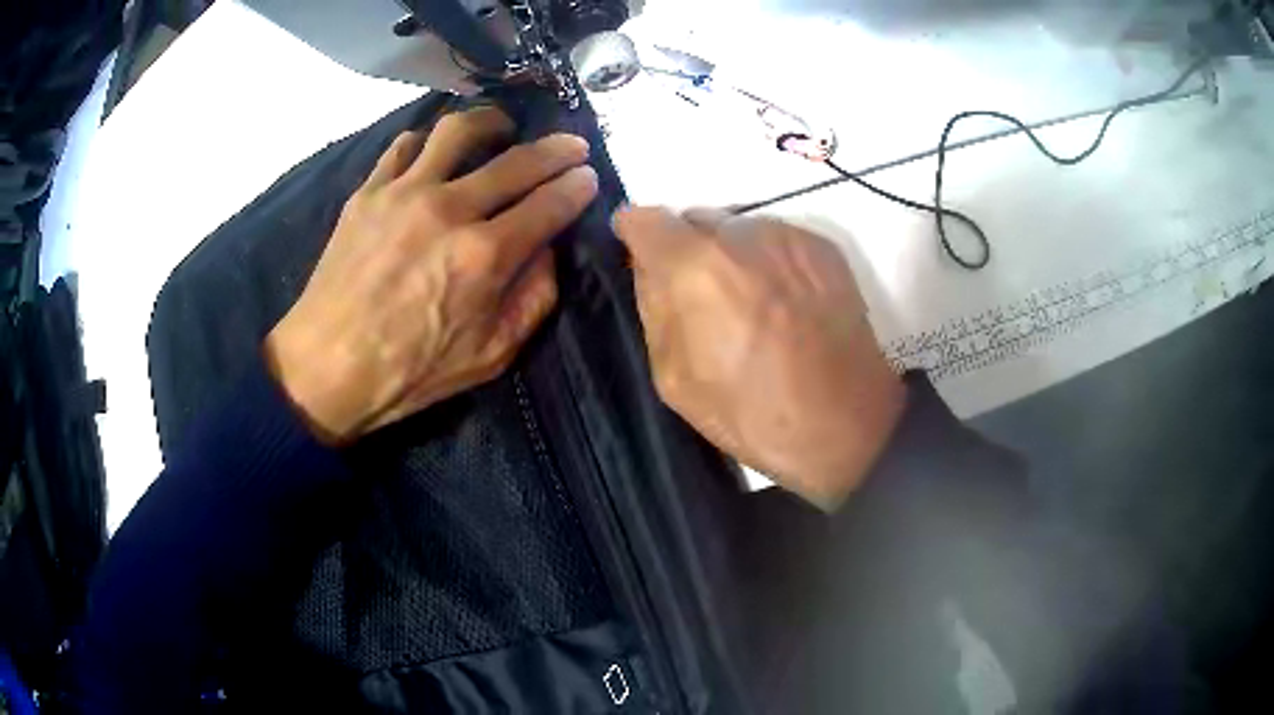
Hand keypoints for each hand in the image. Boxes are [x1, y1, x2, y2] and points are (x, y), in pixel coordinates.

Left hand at [265, 107, 597, 443]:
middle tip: (571, 144)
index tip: (589, 176)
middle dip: (556, 149)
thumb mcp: (491, 356)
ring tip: (502, 128)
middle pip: (517, 160)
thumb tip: (548, 249)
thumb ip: (533, 299)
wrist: (327, 366)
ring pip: (458, 131)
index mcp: (485, 256)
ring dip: (491, 123)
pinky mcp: (368, 192)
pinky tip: (435, 153)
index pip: (549, 204)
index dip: (577, 187)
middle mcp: (449, 210)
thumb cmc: (410, 373)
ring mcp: (403, 193)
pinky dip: (428, 142)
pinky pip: (404, 145)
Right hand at [614, 208, 904, 510]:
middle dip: (686, 249)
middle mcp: (739, 234)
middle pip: (693, 219)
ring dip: (730, 254)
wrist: (845, 422)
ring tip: (750, 304)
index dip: (634, 234)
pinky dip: (767, 261)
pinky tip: (784, 304)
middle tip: (701, 297)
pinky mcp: (822, 246)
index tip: (638, 254)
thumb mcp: (675, 377)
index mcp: (694, 267)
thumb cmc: (752, 413)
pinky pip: (775, 240)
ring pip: (737, 229)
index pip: (644, 218)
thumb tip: (648, 268)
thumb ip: (653, 308)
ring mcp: (787, 235)